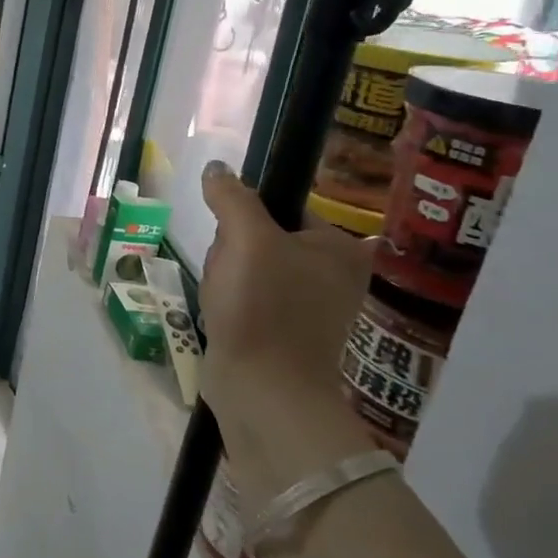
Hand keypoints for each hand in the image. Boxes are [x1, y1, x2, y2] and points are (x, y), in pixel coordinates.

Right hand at [198, 161, 375, 507]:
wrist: (263, 389)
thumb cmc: (263, 307)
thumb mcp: (245, 238)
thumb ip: (232, 197)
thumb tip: (217, 168)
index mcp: (341, 248)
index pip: (282, 208)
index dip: (246, 218)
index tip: (234, 241)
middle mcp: (335, 275)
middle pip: (263, 237)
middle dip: (232, 251)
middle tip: (229, 274)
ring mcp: (311, 308)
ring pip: (250, 269)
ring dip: (226, 277)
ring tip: (224, 299)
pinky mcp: (286, 333)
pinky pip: (249, 299)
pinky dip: (231, 303)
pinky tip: (224, 315)